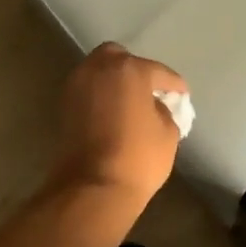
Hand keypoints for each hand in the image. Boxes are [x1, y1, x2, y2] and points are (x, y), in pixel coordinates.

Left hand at [48, 43, 187, 205]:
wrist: (93, 188)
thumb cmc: (138, 158)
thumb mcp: (167, 133)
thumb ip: (164, 111)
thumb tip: (154, 106)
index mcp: (129, 70)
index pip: (159, 72)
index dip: (174, 85)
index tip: (182, 95)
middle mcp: (98, 69)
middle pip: (118, 58)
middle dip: (134, 69)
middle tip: (149, 90)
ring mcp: (76, 87)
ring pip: (97, 72)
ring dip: (113, 81)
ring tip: (129, 102)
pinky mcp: (63, 108)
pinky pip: (87, 92)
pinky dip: (99, 96)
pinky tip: (112, 112)